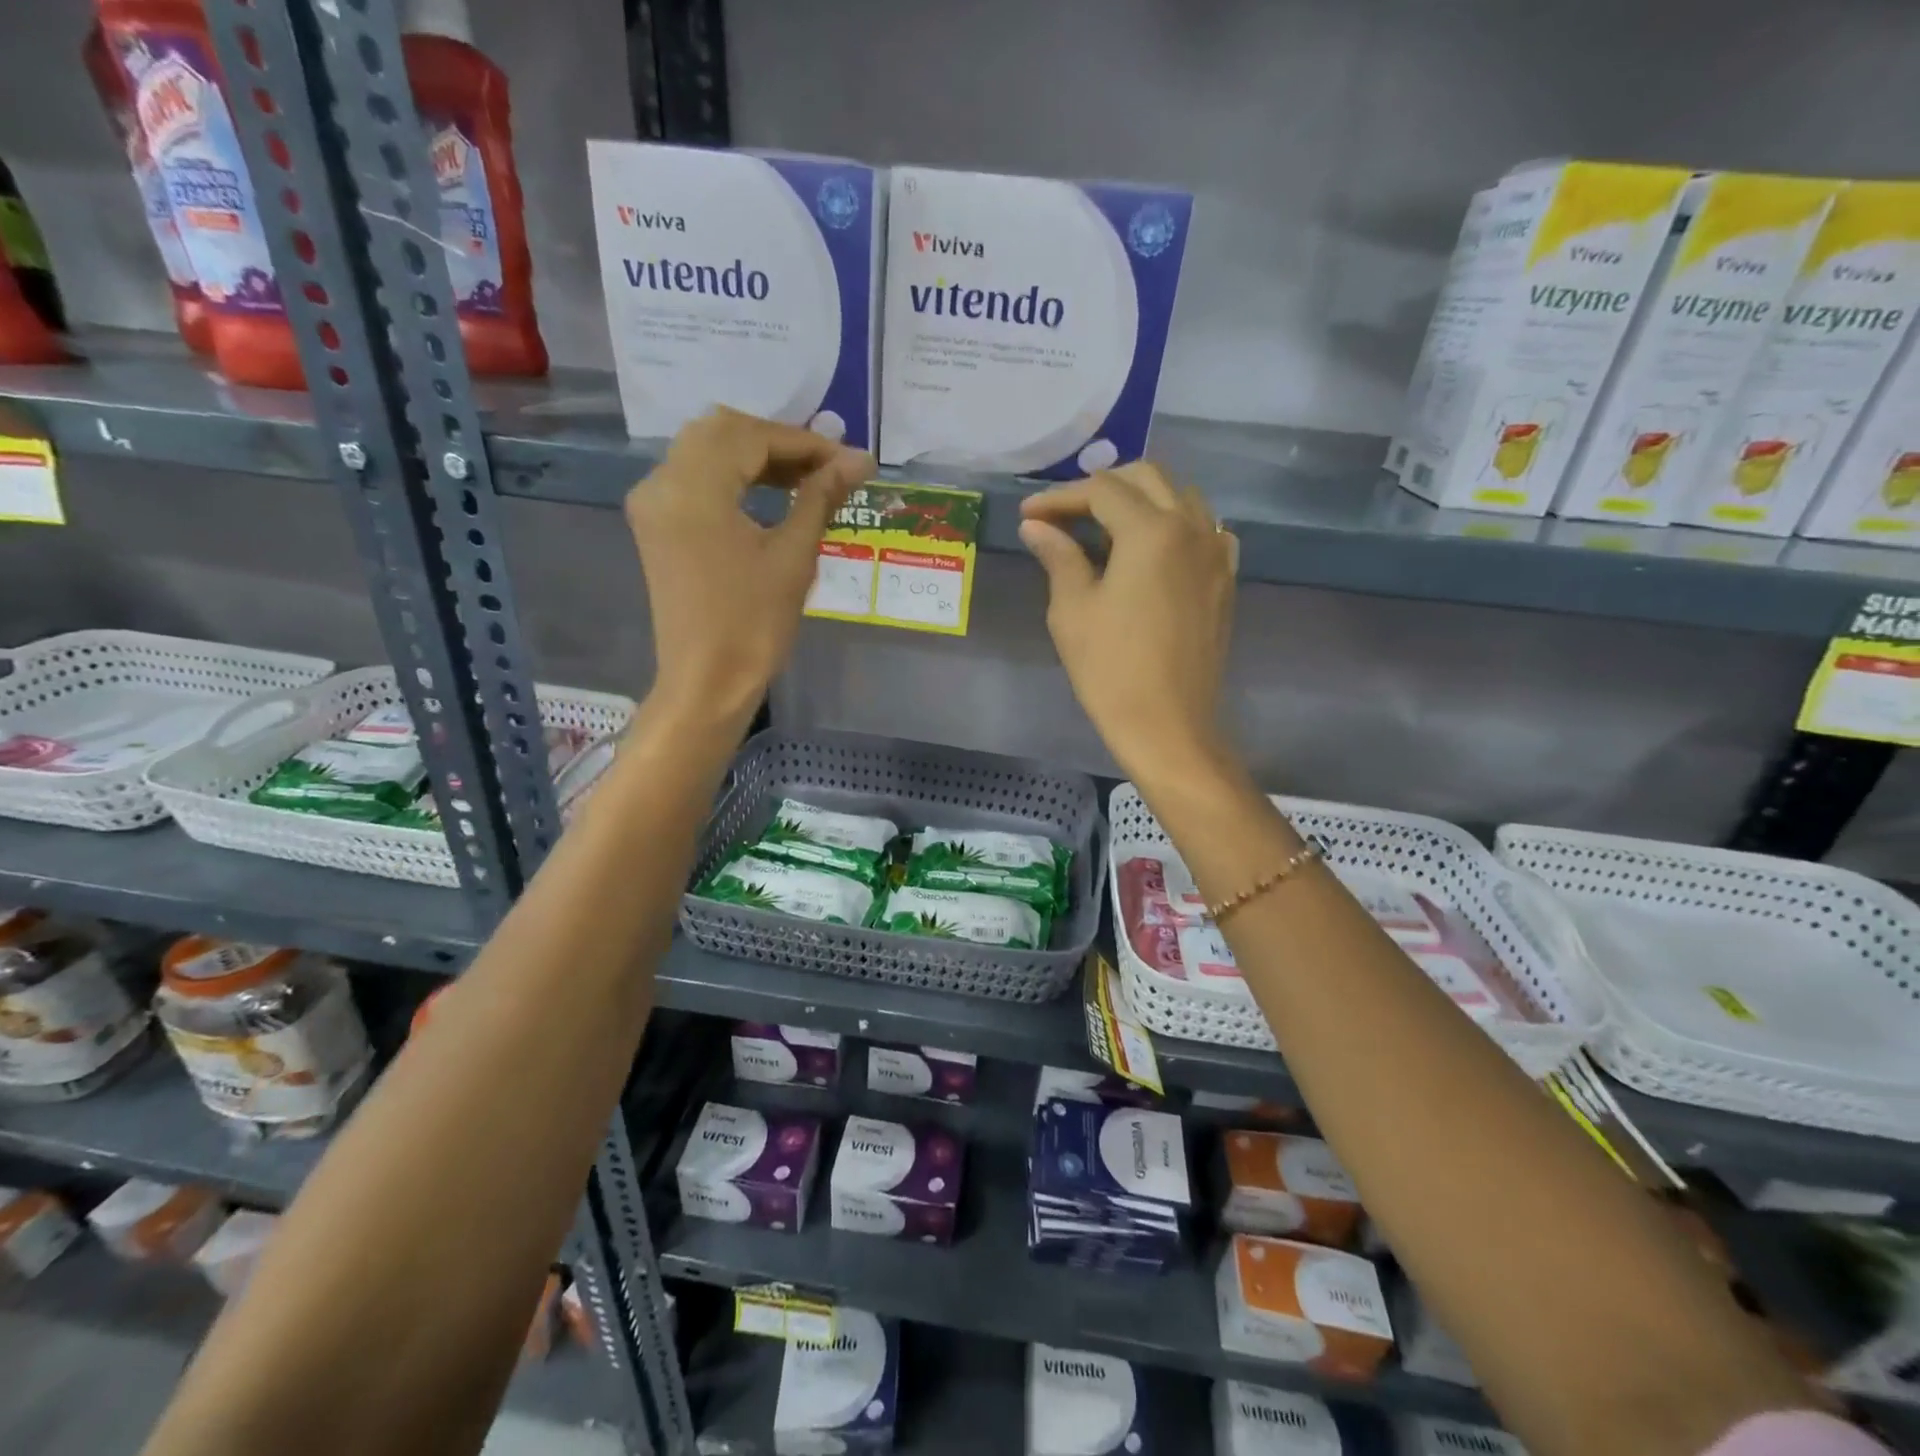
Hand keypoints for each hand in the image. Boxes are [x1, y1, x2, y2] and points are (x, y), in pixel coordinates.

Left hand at [627, 409, 871, 725]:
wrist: (707, 681)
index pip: (752, 437)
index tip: (848, 460)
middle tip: (825, 467)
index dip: (805, 442)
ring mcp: (653, 502)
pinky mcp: (656, 524)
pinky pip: (693, 476)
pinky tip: (769, 493)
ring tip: (805, 480)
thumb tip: (859, 459)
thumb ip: (821, 496)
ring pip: (705, 449)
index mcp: (693, 488)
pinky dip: (732, 474)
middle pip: (722, 431)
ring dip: (755, 455)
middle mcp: (662, 482)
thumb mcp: (794, 556)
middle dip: (778, 442)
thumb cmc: (754, 624)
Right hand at [1019, 464, 1237, 784]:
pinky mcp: (1224, 579)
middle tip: (1064, 513)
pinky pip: (1205, 529)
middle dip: (1101, 487)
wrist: (1168, 724)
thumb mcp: (1072, 610)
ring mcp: (1215, 552)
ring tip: (1104, 525)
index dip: (1059, 498)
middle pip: (1146, 478)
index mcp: (1150, 531)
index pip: (1101, 491)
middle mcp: (1191, 527)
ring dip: (1140, 499)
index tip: (1029, 516)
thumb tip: (1036, 527)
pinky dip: (1176, 524)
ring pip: (1180, 497)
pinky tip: (1154, 547)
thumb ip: (1058, 556)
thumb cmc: (1111, 669)